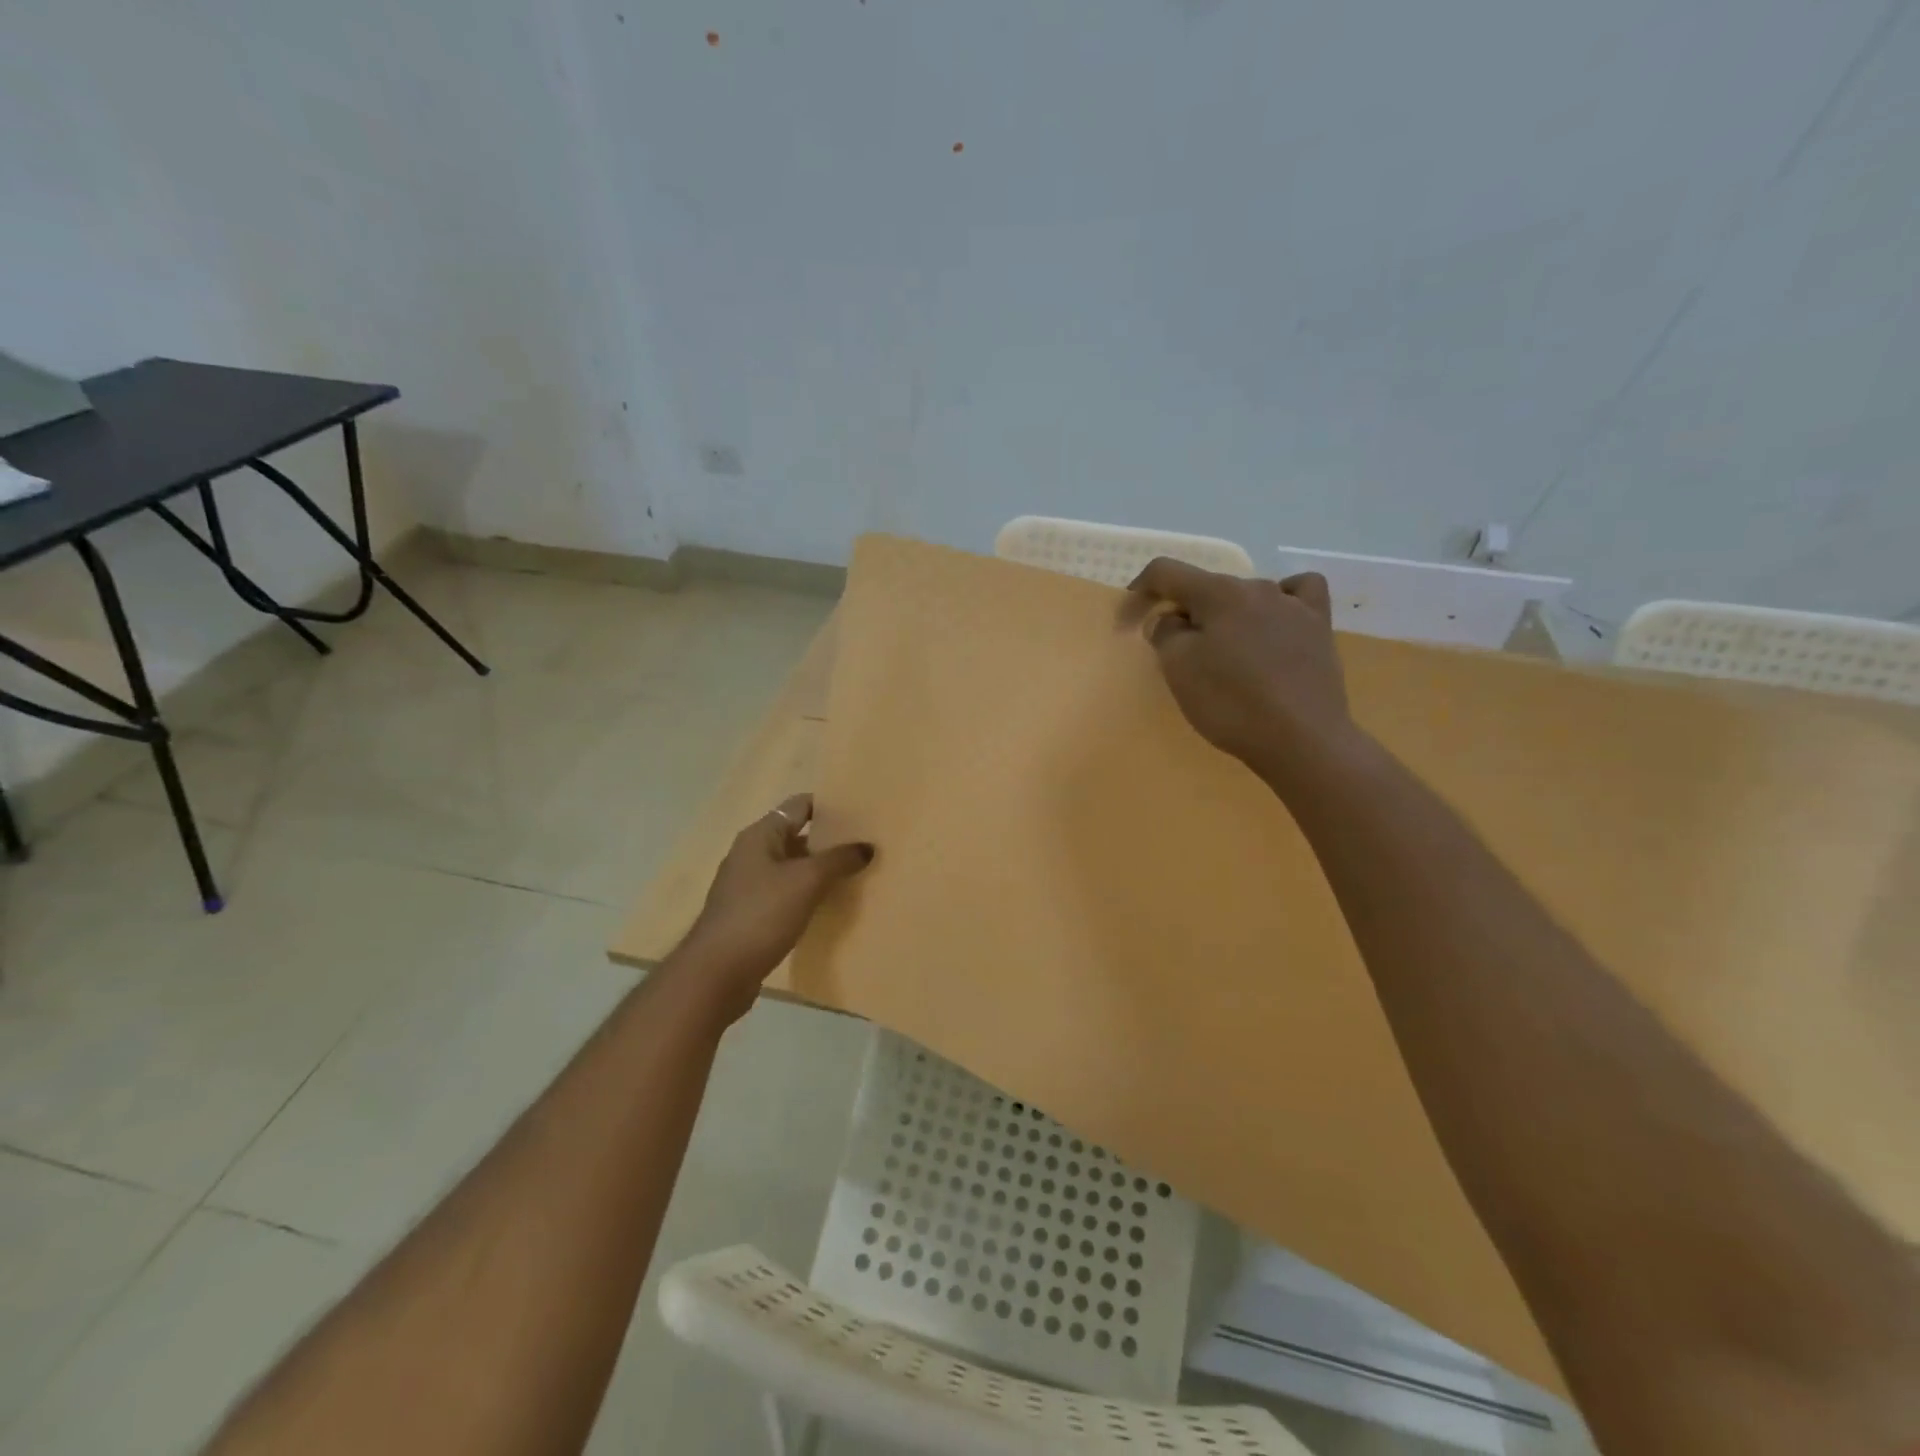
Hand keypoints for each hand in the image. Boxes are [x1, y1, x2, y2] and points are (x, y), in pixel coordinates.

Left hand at [674, 794, 874, 1021]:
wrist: (717, 973)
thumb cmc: (761, 915)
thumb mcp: (806, 881)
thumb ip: (838, 860)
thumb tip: (867, 846)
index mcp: (760, 836)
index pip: (799, 806)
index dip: (829, 807)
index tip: (861, 815)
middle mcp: (751, 854)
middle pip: (797, 837)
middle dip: (830, 842)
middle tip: (866, 847)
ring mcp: (749, 886)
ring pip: (793, 868)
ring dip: (820, 871)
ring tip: (856, 876)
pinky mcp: (751, 915)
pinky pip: (786, 895)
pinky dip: (808, 896)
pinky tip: (830, 907)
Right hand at [1127, 558, 1358, 782]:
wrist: (1302, 739)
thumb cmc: (1230, 703)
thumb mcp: (1178, 669)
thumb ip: (1165, 633)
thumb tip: (1171, 619)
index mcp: (1218, 593)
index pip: (1166, 573)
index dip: (1138, 592)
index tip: (1126, 623)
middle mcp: (1257, 587)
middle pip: (1206, 588)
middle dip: (1183, 612)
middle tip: (1173, 654)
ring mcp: (1293, 606)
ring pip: (1245, 597)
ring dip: (1224, 617)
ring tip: (1223, 653)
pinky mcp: (1318, 628)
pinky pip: (1297, 595)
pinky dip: (1279, 603)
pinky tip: (1274, 624)